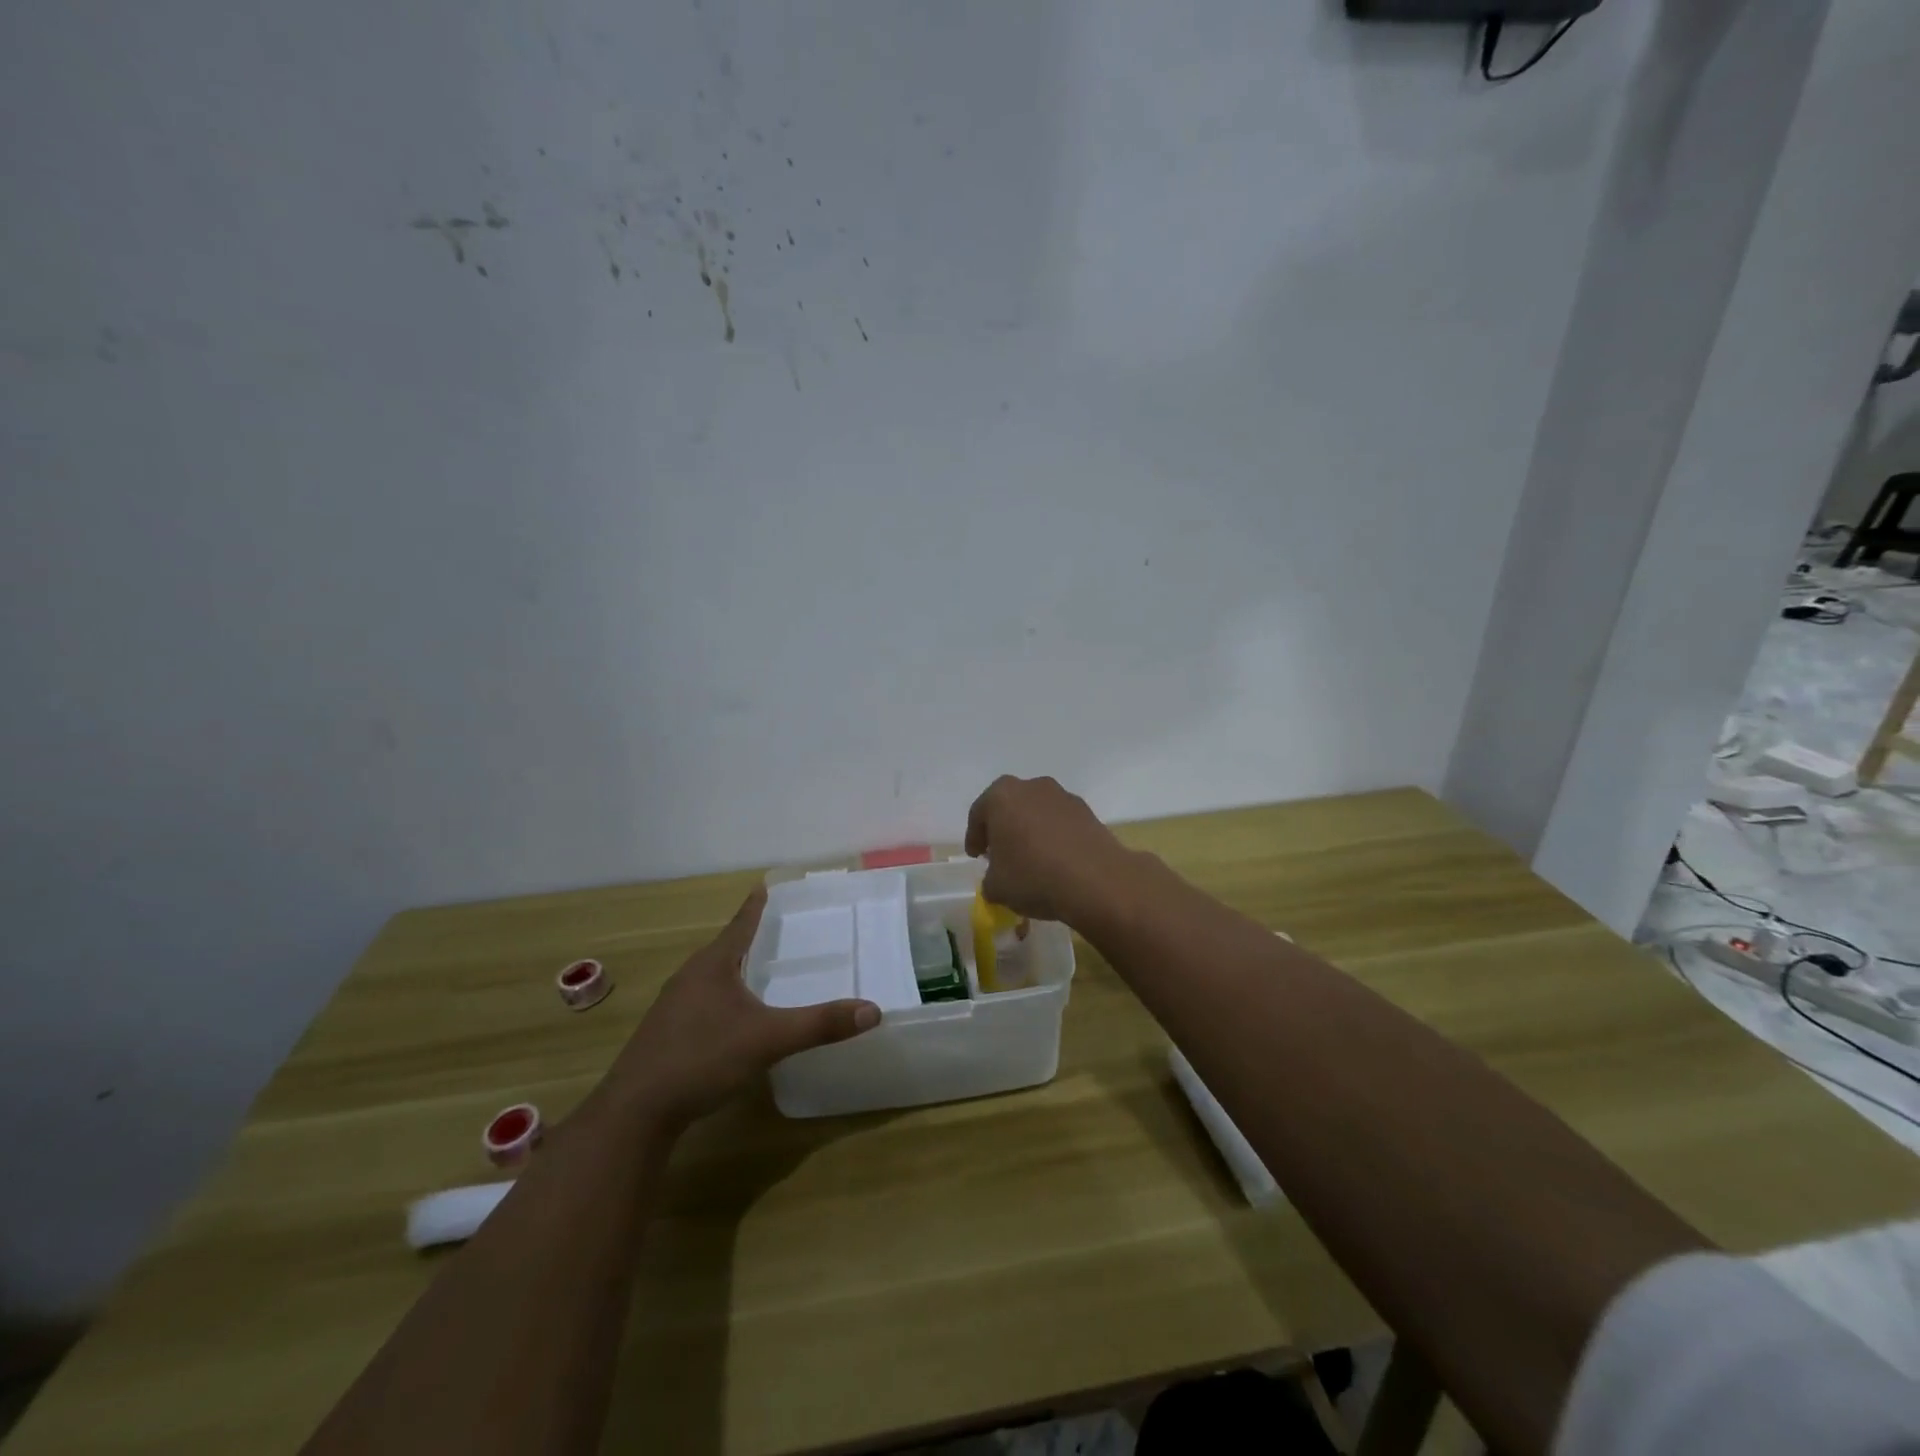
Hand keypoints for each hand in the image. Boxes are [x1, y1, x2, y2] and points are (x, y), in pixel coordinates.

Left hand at [608, 886, 879, 1127]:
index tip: (763, 886)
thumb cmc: (702, 1059)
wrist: (635, 1112)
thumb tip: (873, 1010)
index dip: (755, 907)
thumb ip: (819, 1024)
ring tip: (756, 971)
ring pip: (710, 977)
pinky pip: (701, 1002)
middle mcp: (689, 978)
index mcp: (712, 966)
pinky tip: (732, 1019)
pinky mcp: (665, 1035)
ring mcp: (673, 1007)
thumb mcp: (768, 1040)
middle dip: (747, 938)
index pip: (740, 925)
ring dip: (733, 970)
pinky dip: (722, 998)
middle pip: (724, 949)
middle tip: (774, 930)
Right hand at [964, 775, 1132, 925]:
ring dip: (1031, 830)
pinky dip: (1054, 836)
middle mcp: (1032, 787)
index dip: (974, 837)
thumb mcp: (997, 887)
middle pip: (1009, 806)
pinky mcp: (1087, 811)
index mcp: (1001, 796)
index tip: (976, 856)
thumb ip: (990, 879)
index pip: (979, 814)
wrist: (1096, 881)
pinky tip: (1056, 861)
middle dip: (1003, 828)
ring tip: (1031, 859)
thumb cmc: (1034, 877)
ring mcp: (1063, 796)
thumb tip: (997, 879)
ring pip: (1037, 812)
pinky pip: (1060, 822)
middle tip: (1000, 853)